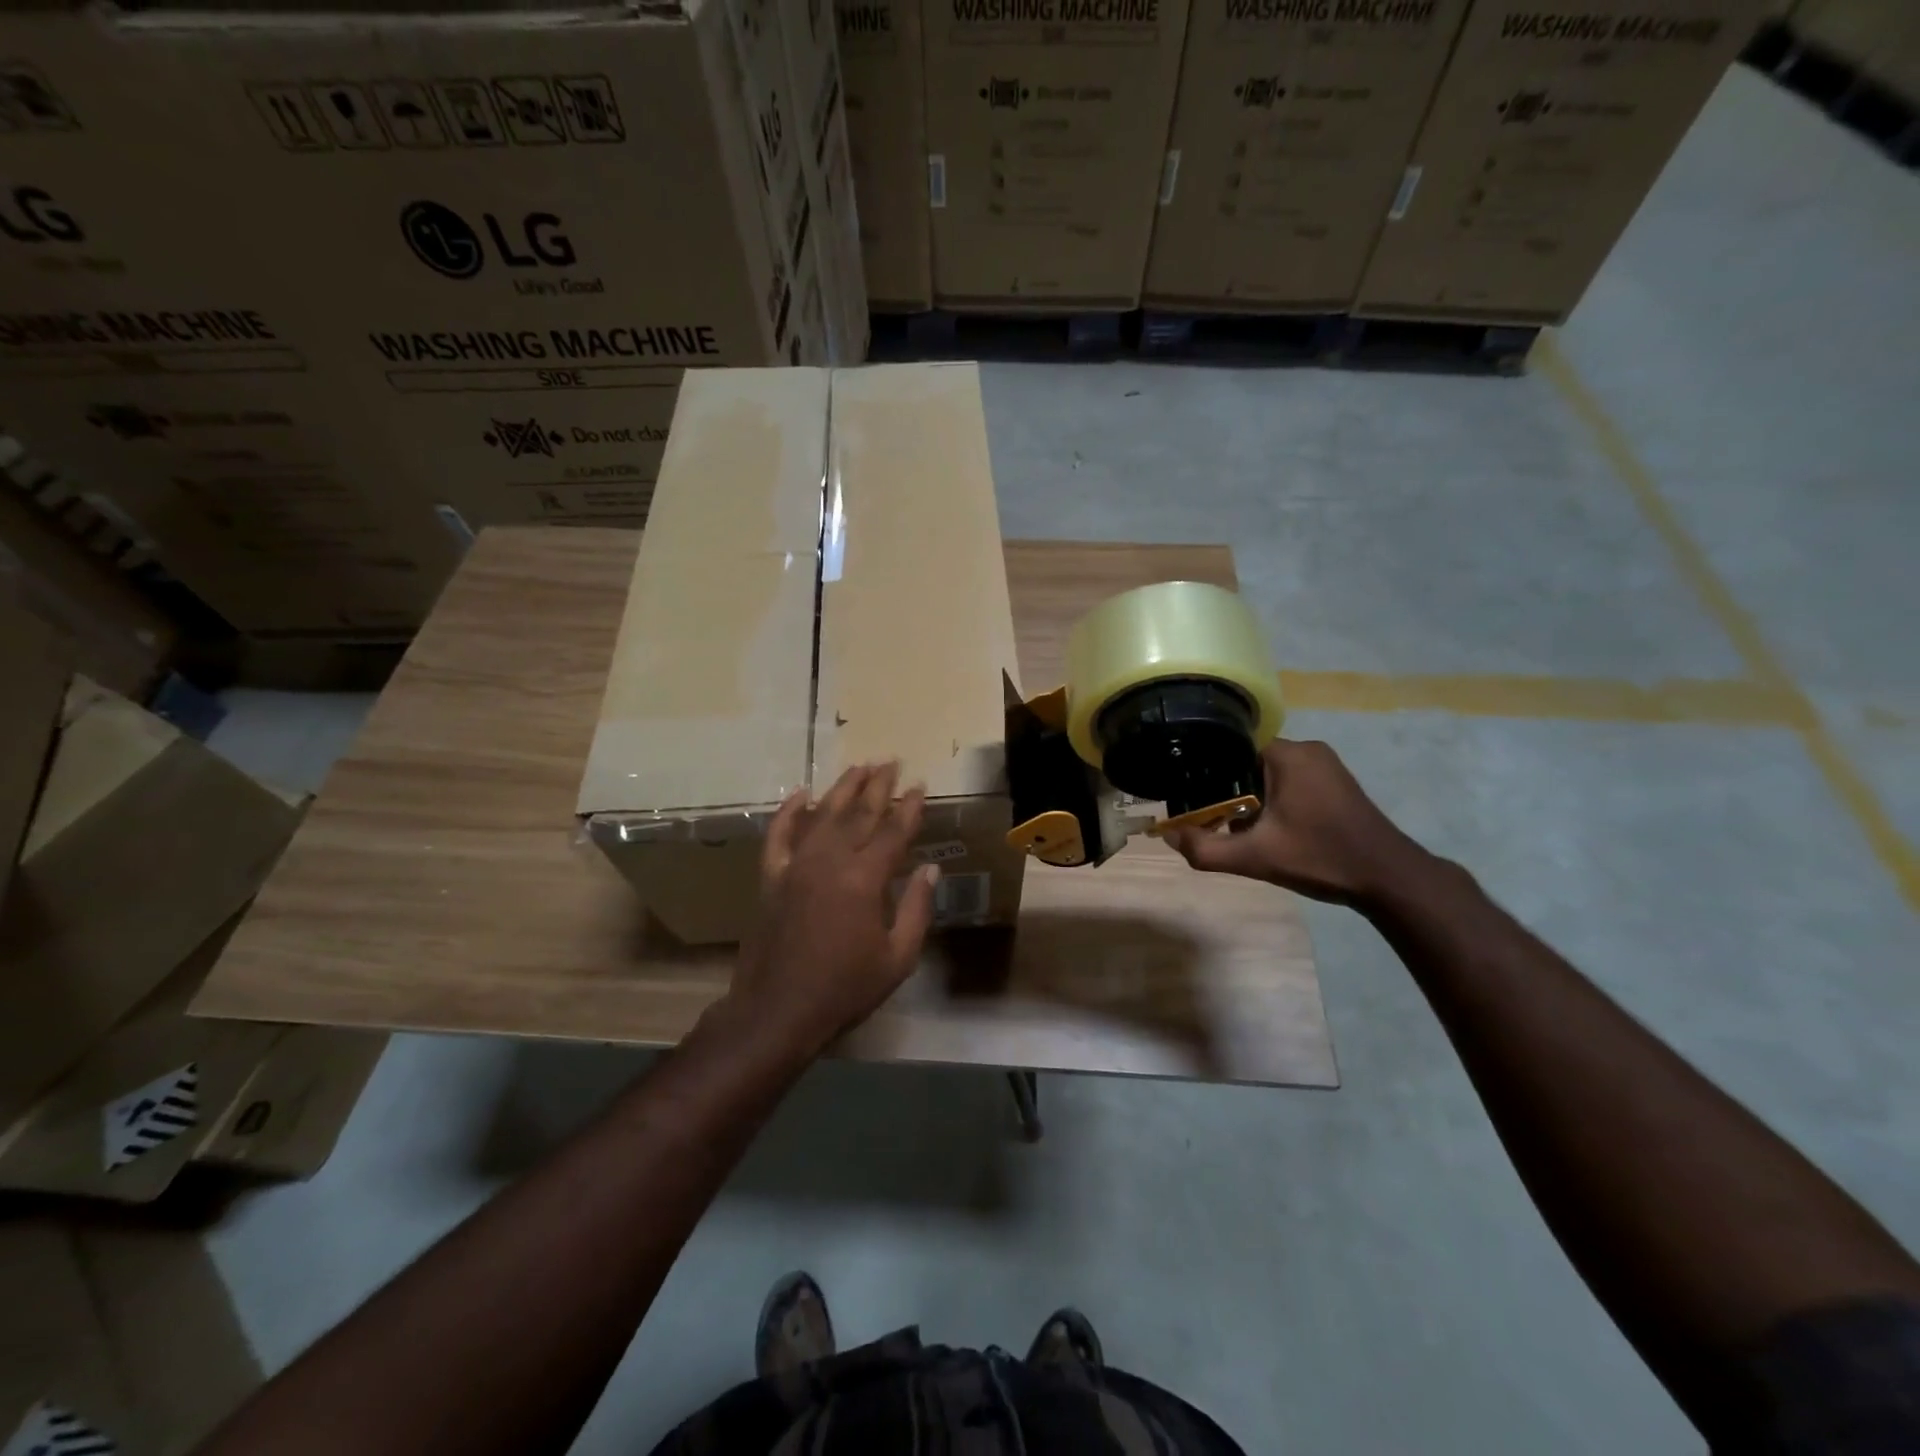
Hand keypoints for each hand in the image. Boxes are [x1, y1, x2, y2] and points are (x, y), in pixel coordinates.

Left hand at [731, 761, 938, 1052]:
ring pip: (823, 814)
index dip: (909, 807)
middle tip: (892, 762)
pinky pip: (779, 835)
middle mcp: (831, 861)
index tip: (920, 786)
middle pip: (859, 813)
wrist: (778, 1011)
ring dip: (843, 788)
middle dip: (879, 786)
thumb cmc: (845, 989)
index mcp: (865, 879)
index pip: (893, 831)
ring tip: (860, 766)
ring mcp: (797, 865)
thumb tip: (932, 869)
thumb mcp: (897, 958)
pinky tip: (802, 794)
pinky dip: (789, 812)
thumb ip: (916, 908)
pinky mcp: (771, 877)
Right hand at [1163, 739, 1433, 909]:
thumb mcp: (1255, 858)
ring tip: (1235, 826)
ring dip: (1250, 798)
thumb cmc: (1321, 858)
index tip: (1190, 796)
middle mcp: (1307, 749)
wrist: (1388, 878)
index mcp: (1288, 754)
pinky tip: (1268, 828)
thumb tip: (1168, 837)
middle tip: (1211, 819)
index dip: (1205, 772)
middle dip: (1227, 790)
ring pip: (1268, 773)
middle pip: (1247, 761)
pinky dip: (1272, 800)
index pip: (1230, 748)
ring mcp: (1325, 765)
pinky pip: (1288, 781)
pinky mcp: (1335, 782)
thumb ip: (1206, 849)